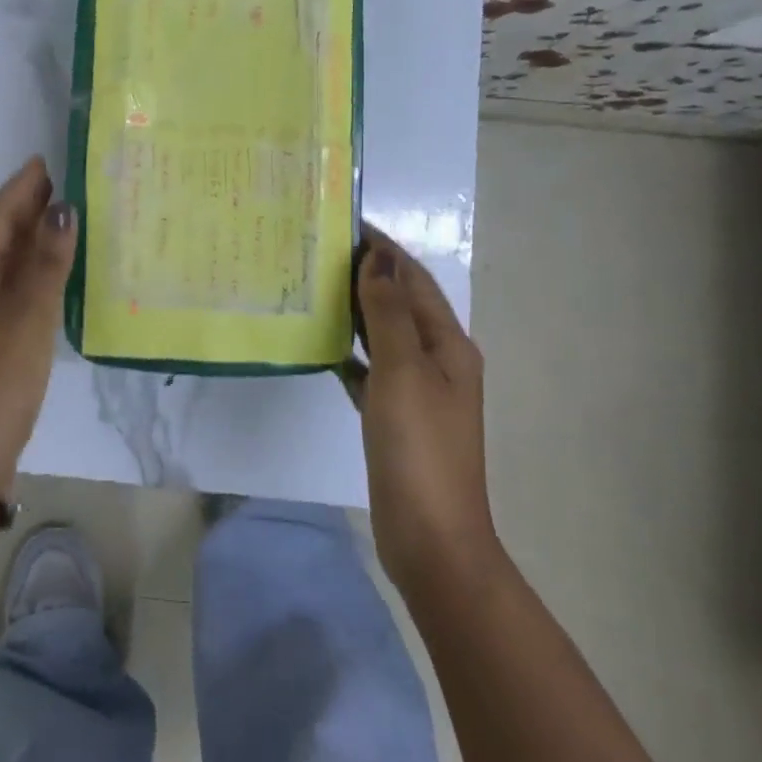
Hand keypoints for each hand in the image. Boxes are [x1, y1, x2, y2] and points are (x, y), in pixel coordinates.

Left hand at [0, 157, 77, 498]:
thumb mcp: (26, 319)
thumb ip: (46, 264)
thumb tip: (62, 209)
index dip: (18, 190)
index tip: (44, 162)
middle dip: (25, 210)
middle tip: (62, 183)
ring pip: (3, 267)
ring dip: (30, 241)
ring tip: (64, 217)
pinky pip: (10, 293)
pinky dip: (32, 275)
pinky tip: (55, 274)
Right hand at [354, 226, 501, 596]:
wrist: (432, 539)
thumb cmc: (420, 448)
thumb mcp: (404, 371)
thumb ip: (389, 314)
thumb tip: (378, 260)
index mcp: (448, 344)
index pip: (414, 279)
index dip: (384, 249)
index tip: (345, 222)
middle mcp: (437, 360)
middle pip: (400, 303)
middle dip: (367, 274)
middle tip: (319, 250)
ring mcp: (417, 391)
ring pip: (383, 335)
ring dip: (355, 310)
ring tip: (313, 285)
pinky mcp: (394, 417)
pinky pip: (370, 370)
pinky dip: (349, 352)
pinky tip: (320, 344)